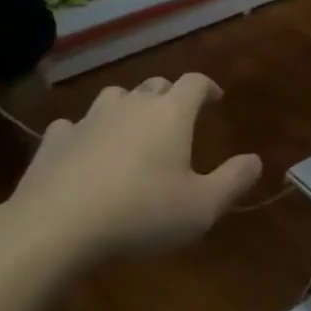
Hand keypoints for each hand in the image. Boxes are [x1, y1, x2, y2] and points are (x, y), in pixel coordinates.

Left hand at [5, 74, 260, 269]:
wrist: (55, 228)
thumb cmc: (141, 213)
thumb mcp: (201, 207)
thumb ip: (233, 181)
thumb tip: (256, 160)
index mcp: (171, 113)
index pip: (195, 82)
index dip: (208, 87)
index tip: (215, 99)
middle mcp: (132, 105)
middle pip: (156, 85)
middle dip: (169, 96)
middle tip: (176, 119)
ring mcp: (89, 120)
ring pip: (115, 98)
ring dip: (127, 107)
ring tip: (131, 129)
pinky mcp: (54, 141)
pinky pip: (73, 125)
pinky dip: (84, 133)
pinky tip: (83, 151)